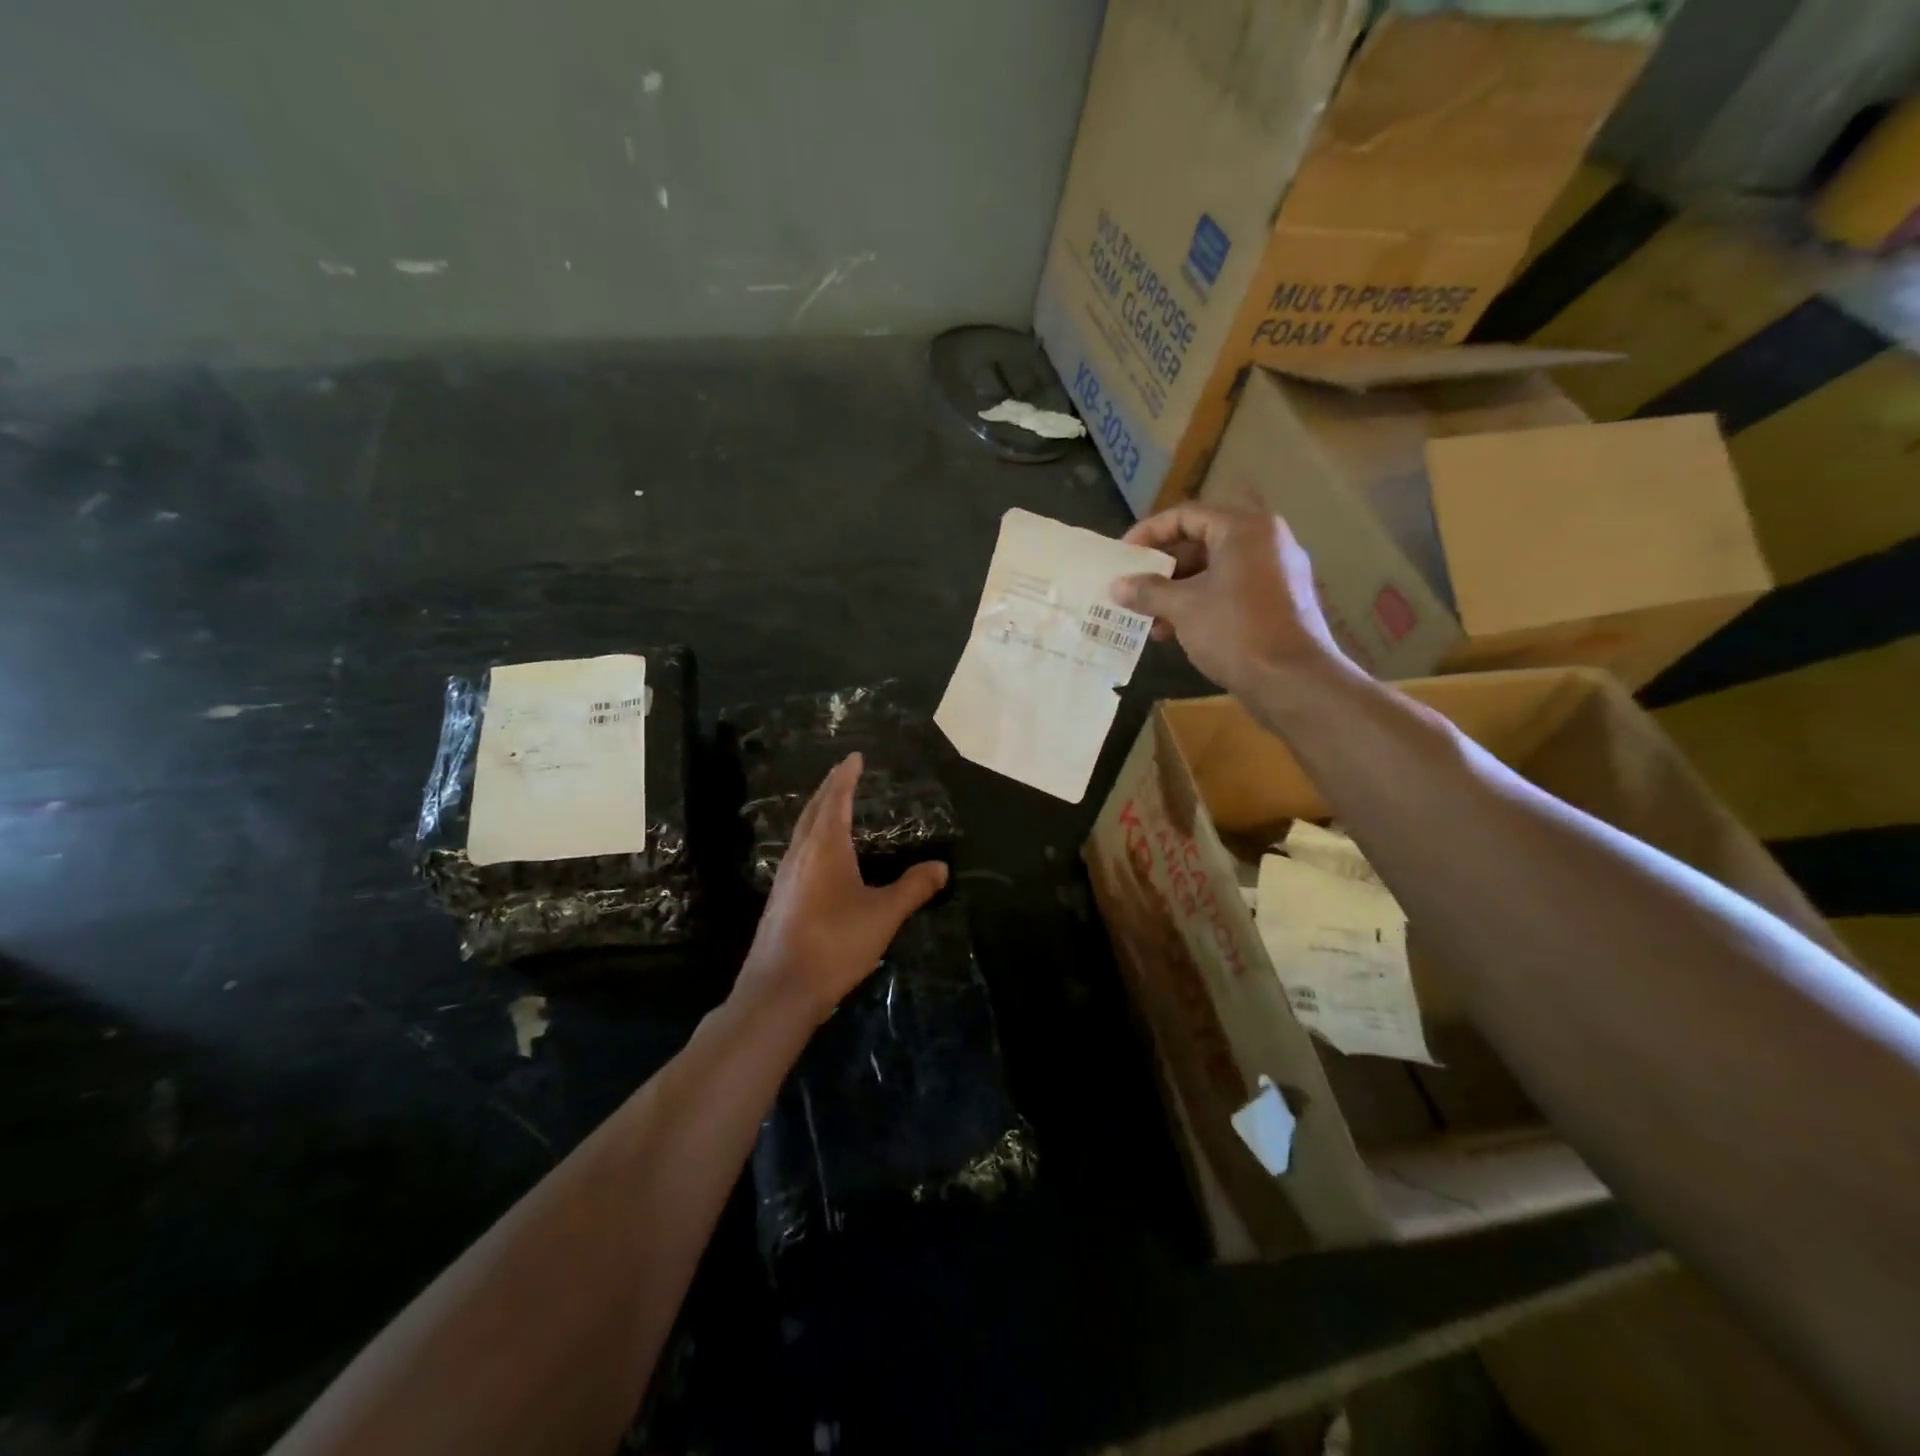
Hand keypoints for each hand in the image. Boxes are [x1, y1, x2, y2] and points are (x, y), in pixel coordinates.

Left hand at [735, 752, 948, 1021]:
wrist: (780, 989)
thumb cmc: (835, 943)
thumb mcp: (883, 915)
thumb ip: (913, 888)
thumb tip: (941, 867)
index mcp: (825, 847)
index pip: (836, 799)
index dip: (846, 776)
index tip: (854, 757)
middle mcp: (801, 853)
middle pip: (814, 809)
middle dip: (830, 788)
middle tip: (844, 772)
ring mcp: (785, 876)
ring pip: (801, 830)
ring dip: (818, 811)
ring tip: (832, 804)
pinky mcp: (780, 898)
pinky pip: (797, 850)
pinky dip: (811, 835)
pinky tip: (819, 854)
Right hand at [1111, 504, 1347, 697]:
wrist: (1293, 680)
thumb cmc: (1235, 631)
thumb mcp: (1183, 608)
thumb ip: (1148, 591)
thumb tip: (1117, 586)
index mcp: (1244, 529)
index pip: (1186, 515)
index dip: (1149, 533)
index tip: (1123, 556)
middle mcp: (1264, 542)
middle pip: (1200, 542)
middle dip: (1161, 568)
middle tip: (1132, 588)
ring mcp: (1274, 573)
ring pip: (1214, 571)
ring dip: (1176, 592)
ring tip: (1148, 618)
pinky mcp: (1277, 603)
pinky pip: (1230, 592)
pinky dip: (1200, 605)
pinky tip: (1174, 632)